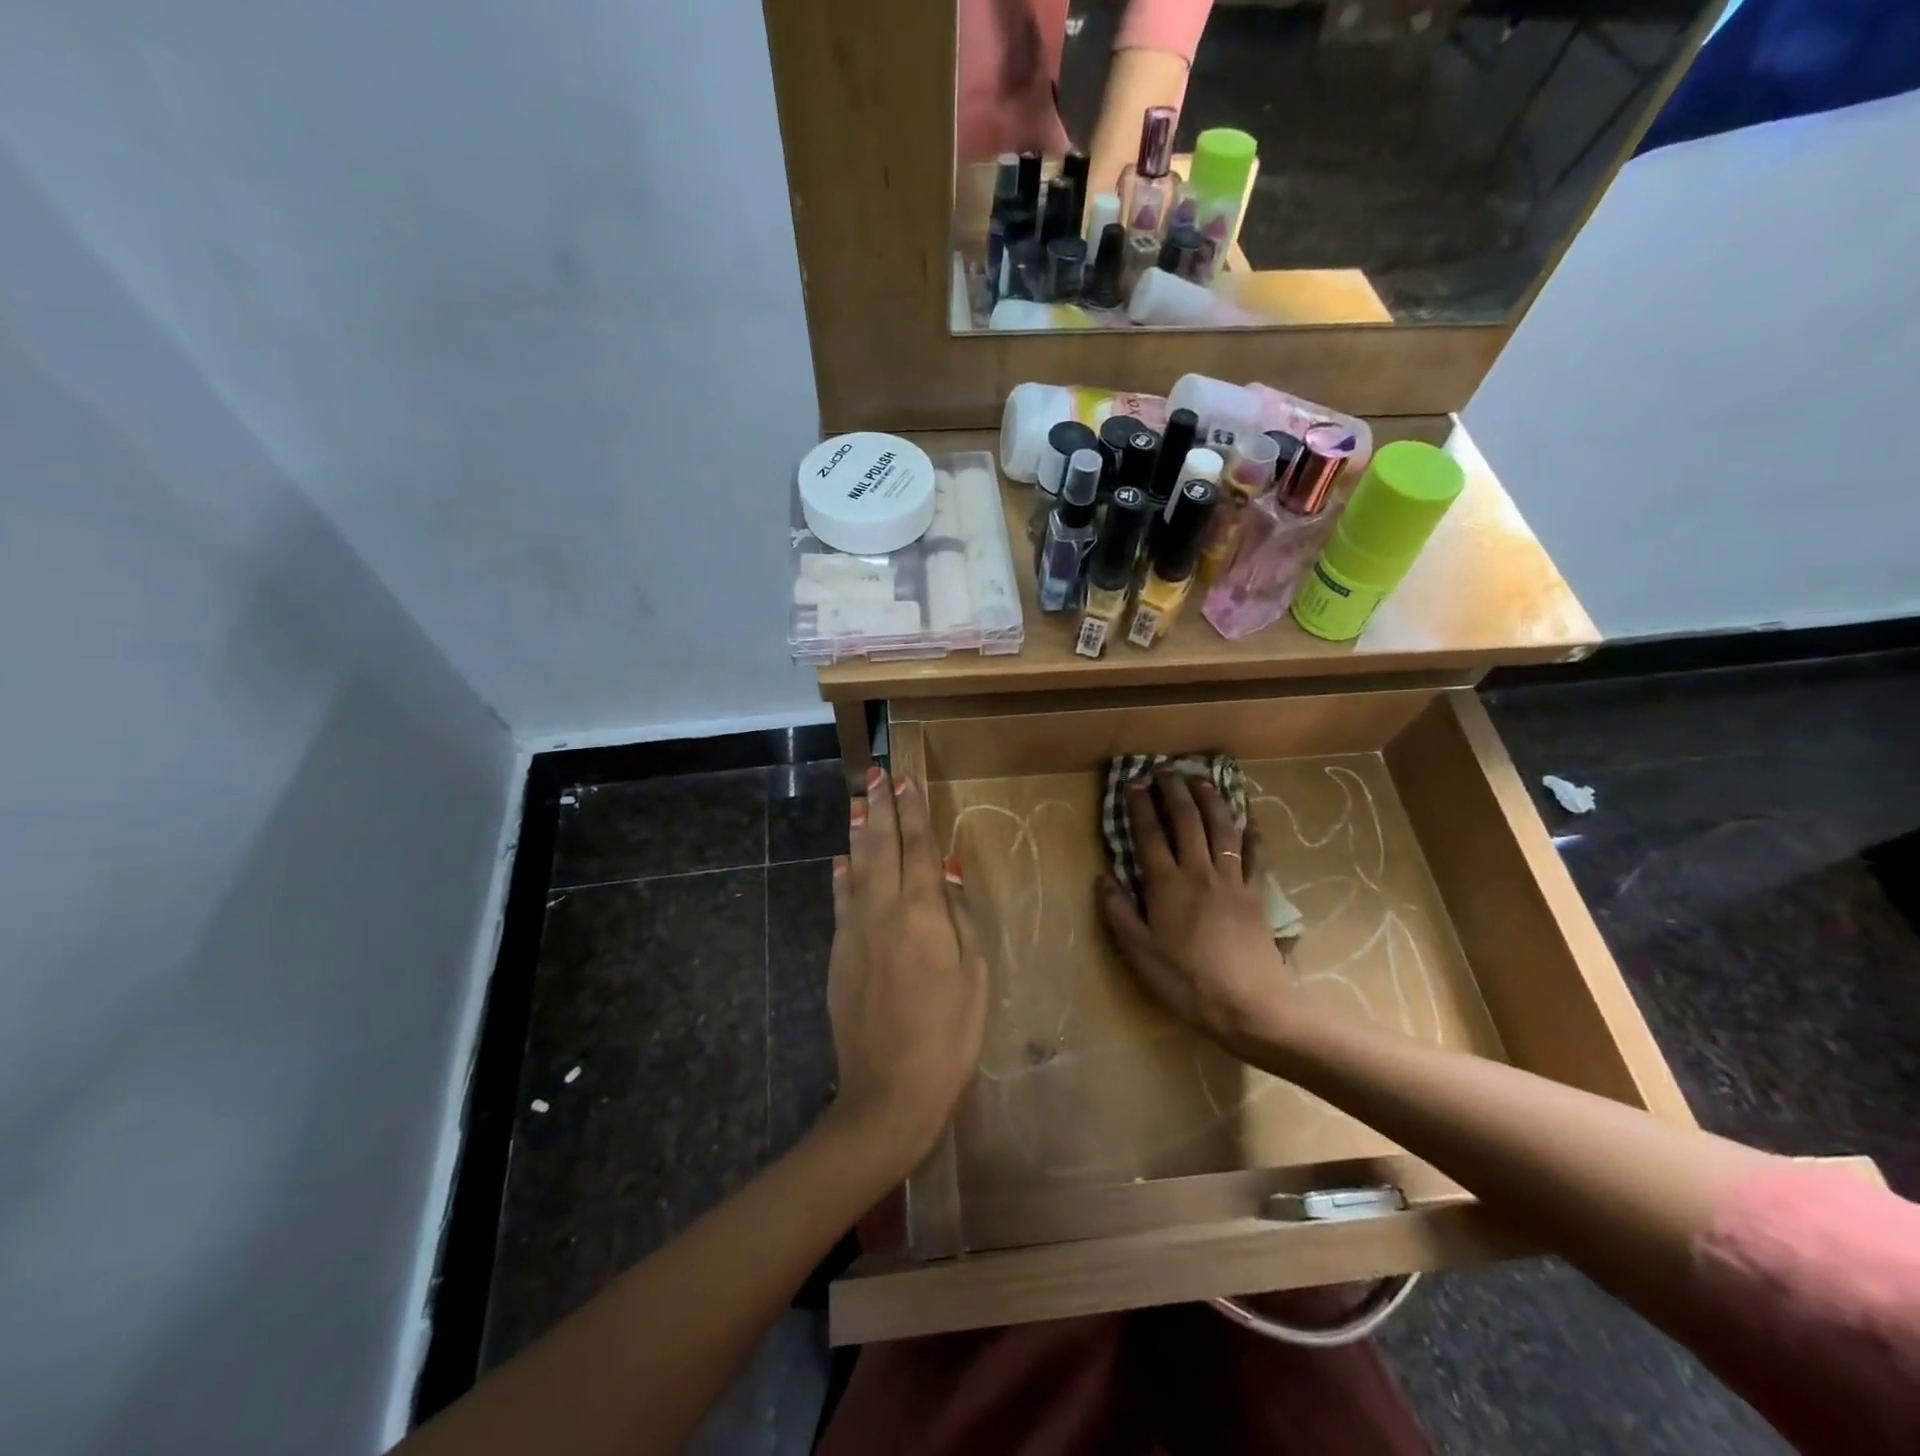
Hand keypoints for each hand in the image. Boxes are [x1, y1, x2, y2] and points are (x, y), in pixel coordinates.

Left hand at [825, 766, 988, 1173]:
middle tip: (876, 774)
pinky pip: (839, 902)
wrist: (888, 1089)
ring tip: (858, 803)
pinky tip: (840, 861)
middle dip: (880, 808)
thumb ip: (959, 917)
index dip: (913, 812)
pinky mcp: (837, 954)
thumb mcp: (973, 975)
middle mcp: (882, 911)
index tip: (905, 781)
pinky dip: (841, 876)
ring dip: (858, 833)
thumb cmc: (948, 1034)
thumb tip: (946, 870)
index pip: (917, 848)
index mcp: (921, 913)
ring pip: (854, 868)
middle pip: (880, 847)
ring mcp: (854, 932)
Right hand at [1097, 770, 1297, 1047]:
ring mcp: (1233, 880)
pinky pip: (1256, 855)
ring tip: (1202, 779)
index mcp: (1166, 885)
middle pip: (1187, 820)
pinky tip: (1249, 821)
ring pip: (1222, 828)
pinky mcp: (1259, 894)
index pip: (1149, 834)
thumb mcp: (1140, 954)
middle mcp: (1199, 872)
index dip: (1140, 805)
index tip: (1134, 782)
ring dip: (1211, 799)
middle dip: (1175, 790)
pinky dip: (1252, 834)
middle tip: (1166, 769)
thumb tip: (1102, 878)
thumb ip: (1119, 913)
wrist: (1250, 1006)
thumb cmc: (1187, 982)